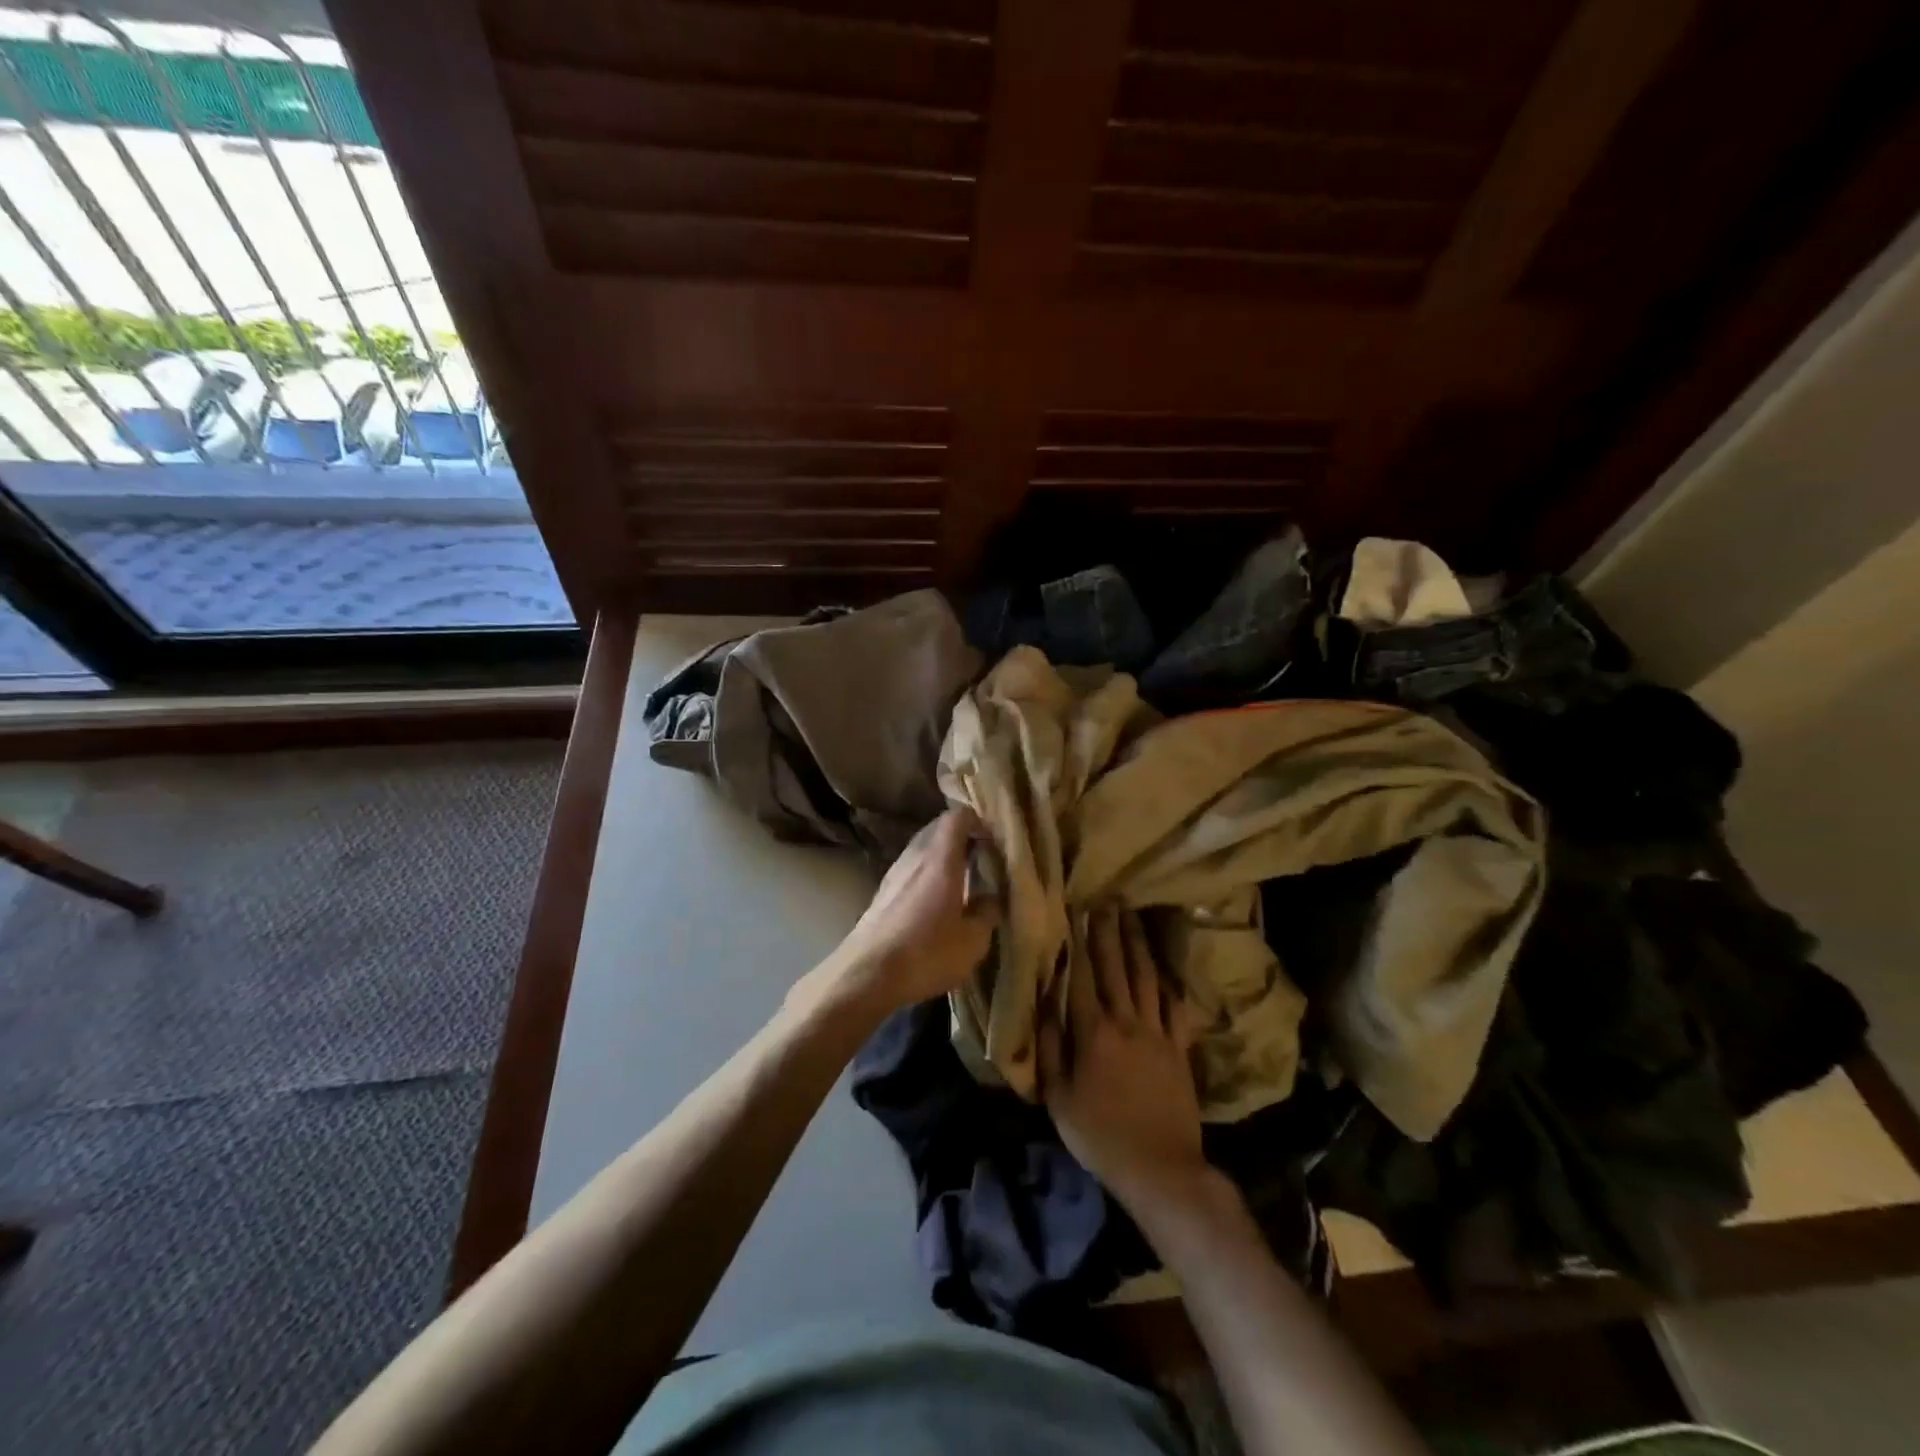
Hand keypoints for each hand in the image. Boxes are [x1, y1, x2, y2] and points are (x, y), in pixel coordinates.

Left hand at [813, 807, 995, 1016]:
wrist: (866, 975)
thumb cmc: (926, 953)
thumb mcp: (972, 941)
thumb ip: (987, 912)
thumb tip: (990, 897)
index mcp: (940, 859)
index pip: (957, 817)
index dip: (977, 822)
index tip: (992, 841)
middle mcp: (915, 856)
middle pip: (938, 829)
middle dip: (961, 838)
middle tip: (981, 859)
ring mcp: (894, 873)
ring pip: (922, 849)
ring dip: (942, 857)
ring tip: (961, 882)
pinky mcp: (882, 892)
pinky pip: (910, 869)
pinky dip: (926, 874)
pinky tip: (935, 901)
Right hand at [1039, 907, 1208, 1213]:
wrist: (1161, 1168)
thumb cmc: (1100, 1136)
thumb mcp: (1059, 1098)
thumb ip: (1050, 1049)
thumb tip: (1044, 1005)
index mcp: (1093, 1033)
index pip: (1082, 978)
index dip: (1077, 943)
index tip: (1074, 912)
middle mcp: (1126, 1022)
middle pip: (1115, 968)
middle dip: (1108, 932)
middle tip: (1106, 900)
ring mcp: (1157, 1033)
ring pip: (1146, 979)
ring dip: (1137, 945)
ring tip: (1132, 917)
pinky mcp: (1180, 1048)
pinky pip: (1174, 1007)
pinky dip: (1167, 984)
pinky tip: (1163, 967)